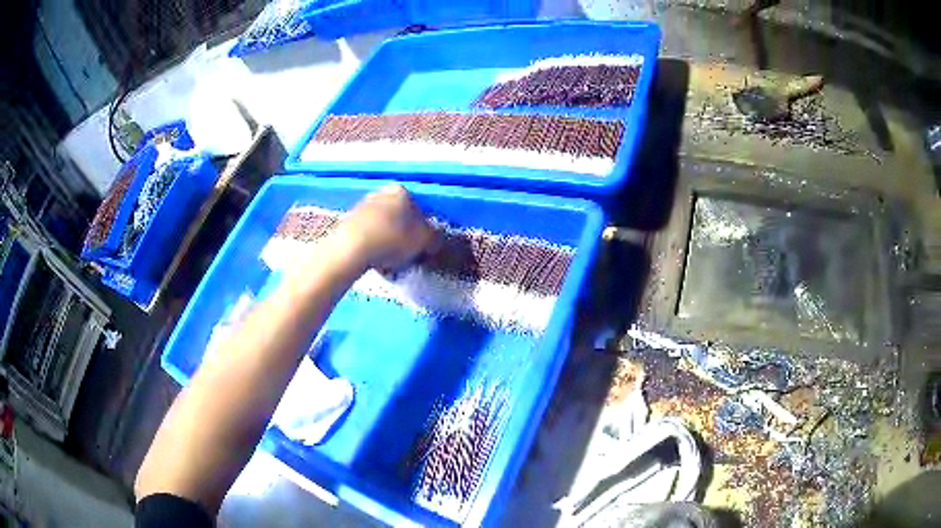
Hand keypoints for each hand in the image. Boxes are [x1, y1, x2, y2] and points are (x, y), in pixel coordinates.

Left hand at [328, 185, 435, 272]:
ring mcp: (362, 207)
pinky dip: (373, 249)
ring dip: (388, 246)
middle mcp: (381, 194)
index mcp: (402, 192)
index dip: (423, 232)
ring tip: (390, 266)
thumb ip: (434, 238)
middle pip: (399, 219)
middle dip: (403, 239)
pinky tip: (375, 265)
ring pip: (383, 230)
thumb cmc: (392, 239)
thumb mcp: (423, 241)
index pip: (419, 211)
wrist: (351, 248)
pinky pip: (367, 238)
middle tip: (406, 257)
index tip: (422, 248)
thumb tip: (434, 240)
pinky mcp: (347, 223)